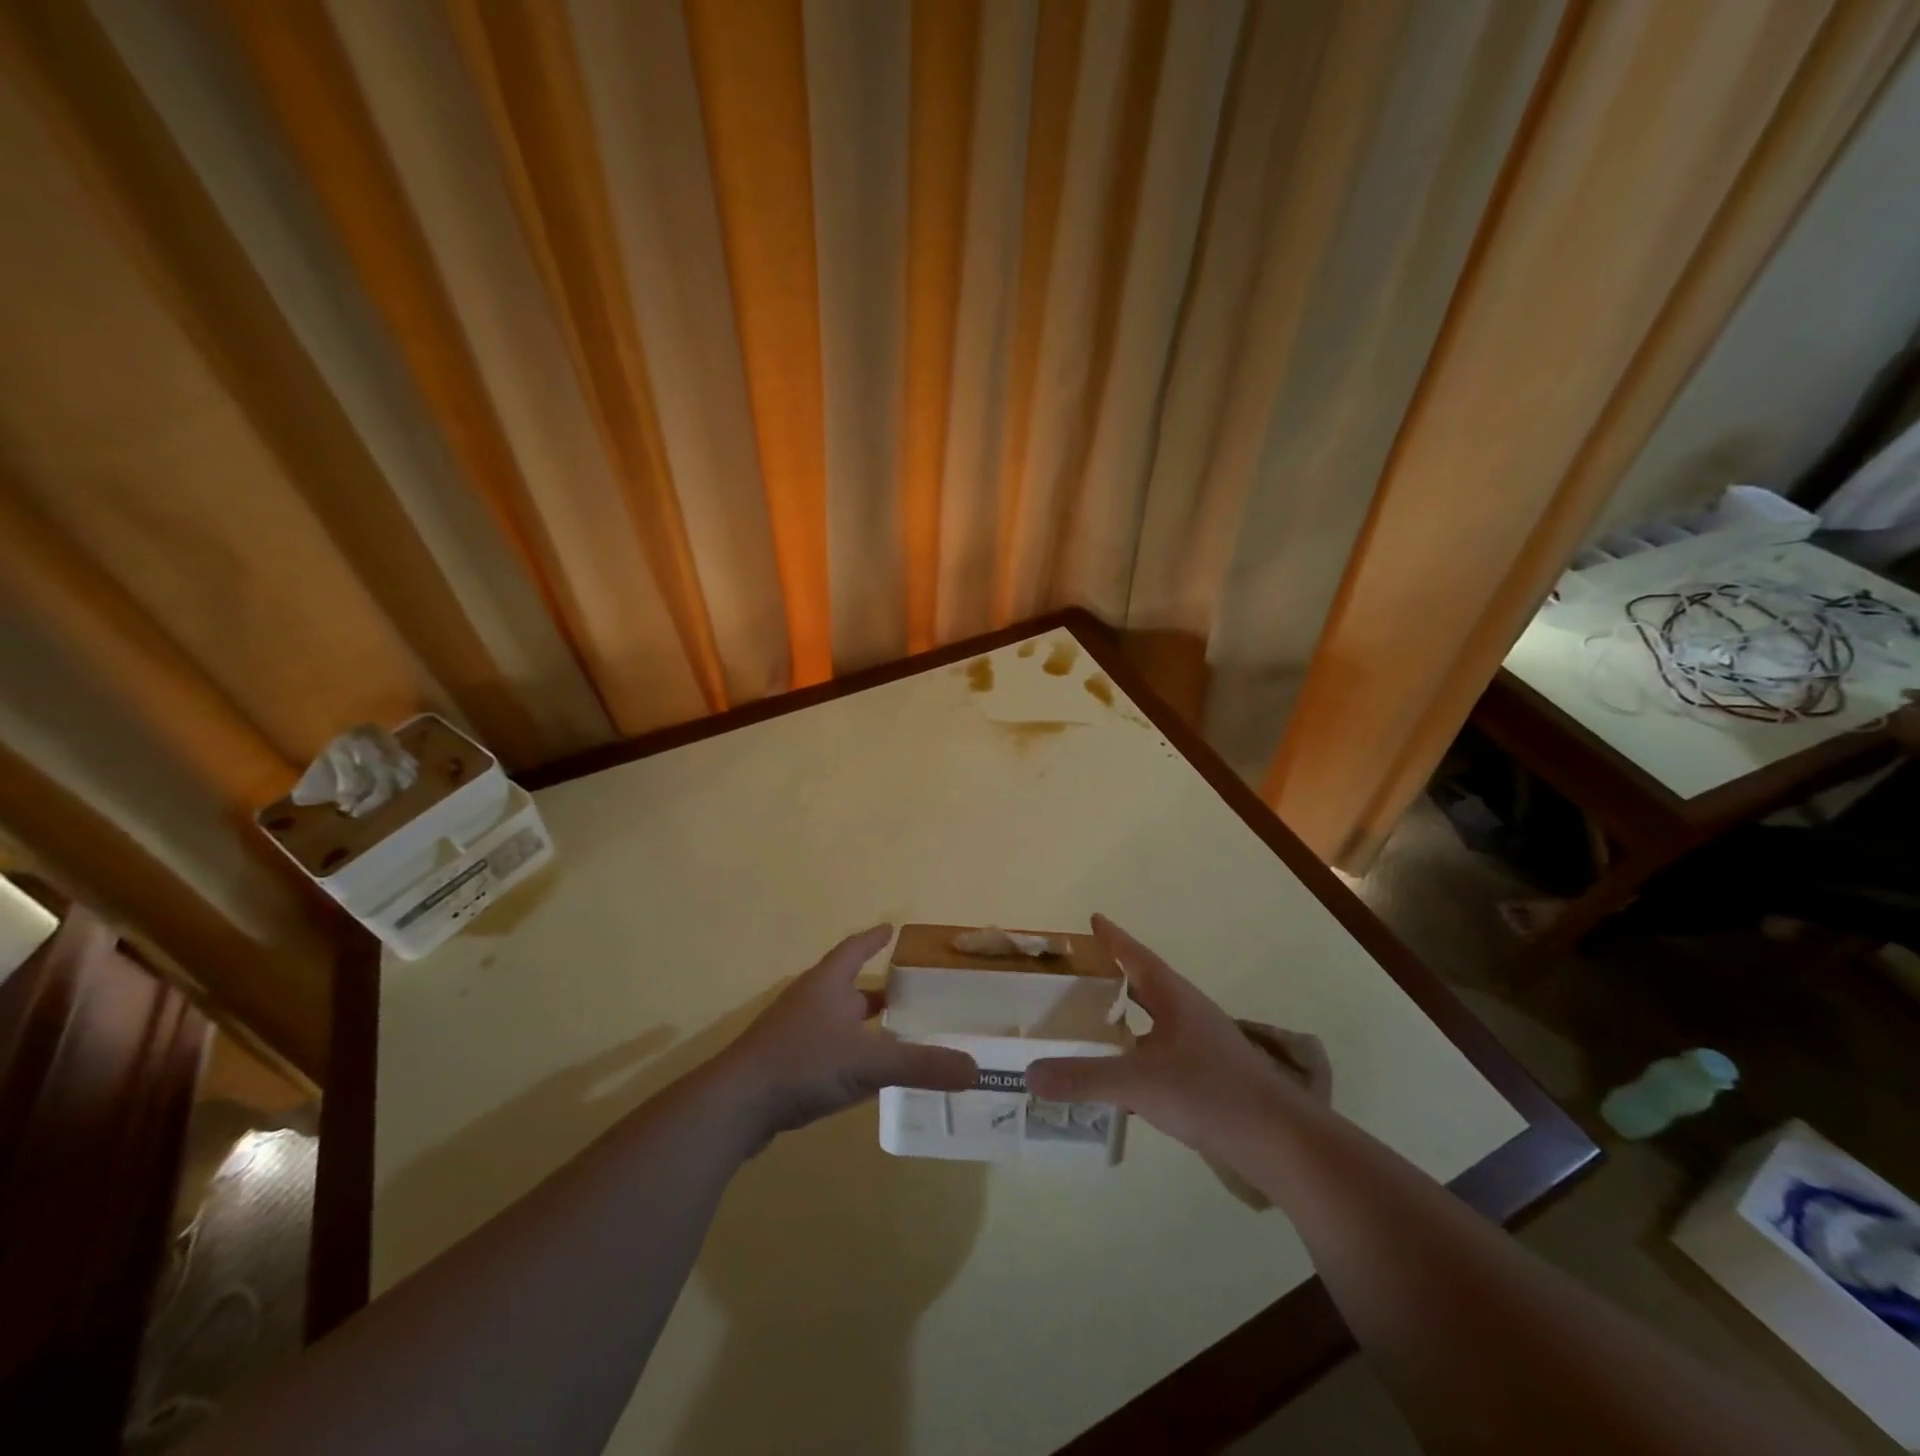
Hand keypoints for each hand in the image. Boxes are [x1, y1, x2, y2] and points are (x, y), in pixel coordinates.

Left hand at [717, 926, 976, 1144]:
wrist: (735, 1106)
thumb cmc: (803, 1064)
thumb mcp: (869, 1062)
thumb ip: (921, 1065)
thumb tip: (975, 1068)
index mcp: (827, 984)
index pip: (854, 949)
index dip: (873, 939)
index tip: (891, 928)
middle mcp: (809, 1001)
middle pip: (848, 986)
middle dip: (877, 990)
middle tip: (910, 993)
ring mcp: (793, 1034)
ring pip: (837, 1021)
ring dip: (863, 1024)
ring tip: (896, 1034)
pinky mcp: (784, 1066)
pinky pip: (826, 1051)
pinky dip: (849, 1054)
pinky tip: (865, 1075)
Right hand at [1026, 916, 1329, 1160]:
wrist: (1277, 1139)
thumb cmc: (1208, 1092)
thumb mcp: (1138, 1082)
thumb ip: (1084, 1077)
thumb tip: (1029, 1073)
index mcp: (1173, 997)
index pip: (1136, 956)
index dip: (1113, 938)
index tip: (1093, 919)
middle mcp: (1187, 1011)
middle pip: (1145, 982)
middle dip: (1114, 974)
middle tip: (1077, 971)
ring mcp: (1200, 1043)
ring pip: (1154, 1017)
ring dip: (1126, 1012)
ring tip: (1092, 1017)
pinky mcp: (1206, 1073)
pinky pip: (1160, 1048)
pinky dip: (1136, 1048)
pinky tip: (1121, 1069)